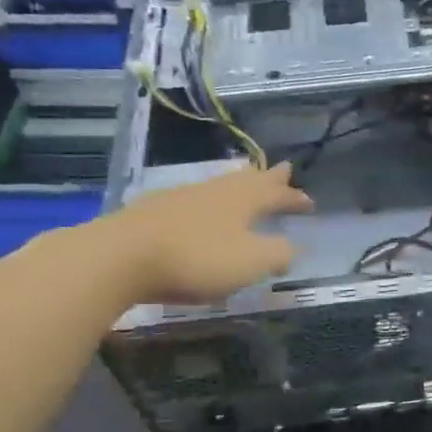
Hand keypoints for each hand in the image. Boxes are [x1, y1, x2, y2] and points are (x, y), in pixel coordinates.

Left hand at [111, 161, 313, 304]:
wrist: (122, 256)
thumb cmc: (196, 258)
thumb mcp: (250, 262)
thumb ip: (278, 254)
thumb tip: (294, 247)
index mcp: (242, 201)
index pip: (276, 195)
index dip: (294, 198)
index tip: (309, 202)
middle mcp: (215, 191)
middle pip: (248, 180)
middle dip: (269, 178)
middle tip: (284, 170)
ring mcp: (182, 197)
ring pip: (219, 185)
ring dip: (238, 184)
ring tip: (246, 180)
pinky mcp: (155, 211)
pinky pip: (194, 198)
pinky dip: (209, 200)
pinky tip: (200, 206)